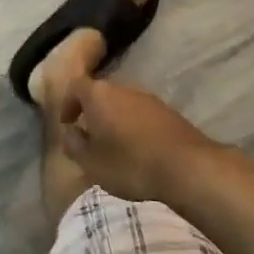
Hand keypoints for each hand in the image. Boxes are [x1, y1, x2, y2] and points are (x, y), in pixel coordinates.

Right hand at [57, 76, 222, 203]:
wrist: (185, 166)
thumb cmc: (130, 163)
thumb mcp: (92, 163)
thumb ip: (74, 145)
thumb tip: (70, 132)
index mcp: (98, 94)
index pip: (76, 86)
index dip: (68, 103)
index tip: (67, 123)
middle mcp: (122, 88)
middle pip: (100, 93)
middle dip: (92, 112)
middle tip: (89, 136)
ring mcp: (147, 97)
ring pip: (121, 103)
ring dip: (114, 119)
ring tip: (113, 146)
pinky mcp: (167, 111)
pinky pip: (140, 114)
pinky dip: (133, 126)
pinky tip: (137, 149)